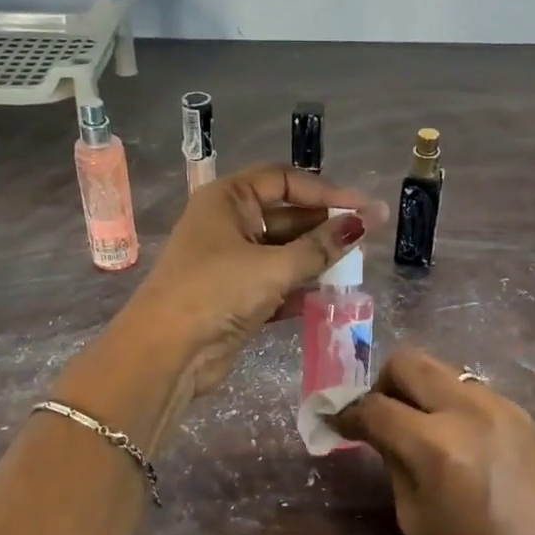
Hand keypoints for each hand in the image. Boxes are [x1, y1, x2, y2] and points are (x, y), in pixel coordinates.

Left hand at [121, 164, 387, 396]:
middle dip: (325, 227)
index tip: (363, 207)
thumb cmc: (215, 292)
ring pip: (284, 252)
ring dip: (317, 260)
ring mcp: (231, 263)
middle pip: (286, 216)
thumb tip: (363, 223)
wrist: (167, 353)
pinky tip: (333, 296)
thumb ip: (320, 247)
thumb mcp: (272, 266)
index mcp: (227, 199)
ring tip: (357, 267)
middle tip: (368, 238)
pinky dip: (302, 289)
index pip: (284, 180)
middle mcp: (228, 224)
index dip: (325, 192)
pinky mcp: (237, 298)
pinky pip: (278, 284)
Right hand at [331, 347, 534, 534]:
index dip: (348, 413)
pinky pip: (473, 392)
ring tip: (422, 430)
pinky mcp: (524, 416)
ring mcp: (502, 408)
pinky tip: (459, 441)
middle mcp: (468, 412)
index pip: (376, 407)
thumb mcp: (415, 519)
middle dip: (384, 383)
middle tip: (382, 416)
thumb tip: (377, 431)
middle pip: (409, 362)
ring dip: (421, 391)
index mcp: (435, 446)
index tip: (338, 422)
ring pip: (444, 371)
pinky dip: (453, 405)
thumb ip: (393, 462)